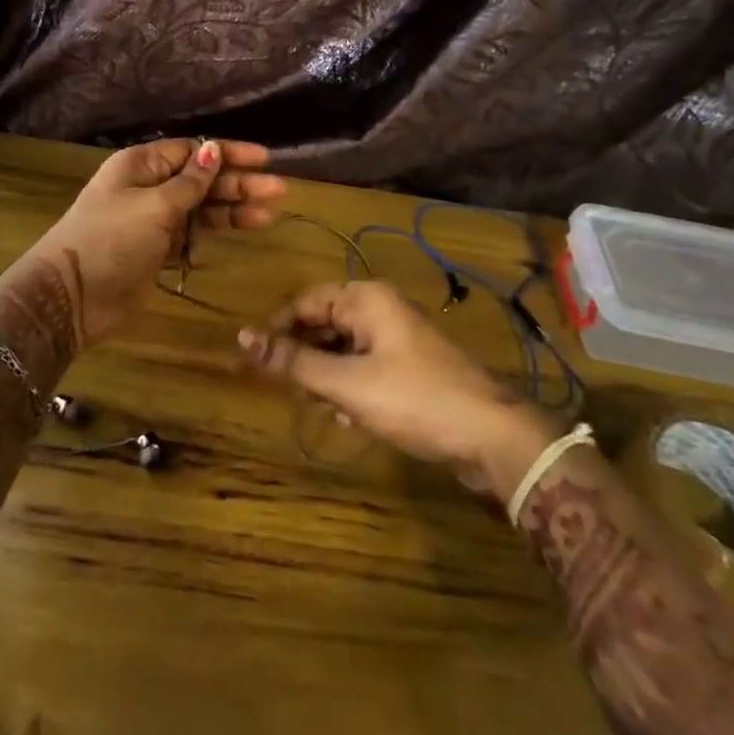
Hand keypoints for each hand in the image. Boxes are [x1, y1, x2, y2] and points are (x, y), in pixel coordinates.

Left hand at [20, 138, 284, 352]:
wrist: (71, 296)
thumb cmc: (110, 239)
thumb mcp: (153, 206)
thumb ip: (189, 182)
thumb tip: (213, 149)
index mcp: (142, 165)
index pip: (192, 150)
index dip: (228, 153)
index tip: (264, 158)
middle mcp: (149, 186)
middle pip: (201, 178)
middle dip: (238, 183)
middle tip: (279, 191)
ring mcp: (153, 219)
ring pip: (201, 206)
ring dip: (233, 207)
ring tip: (270, 212)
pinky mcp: (157, 248)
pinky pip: (193, 231)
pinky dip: (216, 229)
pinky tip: (244, 227)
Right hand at [237, 280, 561, 495]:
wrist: (492, 437)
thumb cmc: (414, 399)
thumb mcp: (346, 383)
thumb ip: (293, 362)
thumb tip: (242, 338)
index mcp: (366, 298)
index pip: (305, 301)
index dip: (278, 330)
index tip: (257, 362)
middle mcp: (381, 308)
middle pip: (324, 322)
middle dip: (304, 355)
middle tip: (288, 389)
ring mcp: (399, 337)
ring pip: (343, 346)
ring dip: (325, 374)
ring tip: (318, 404)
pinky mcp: (410, 365)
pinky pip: (365, 364)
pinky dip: (349, 384)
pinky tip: (347, 414)